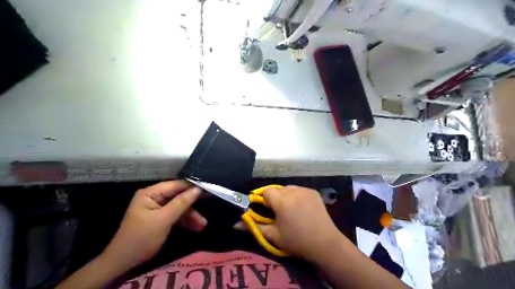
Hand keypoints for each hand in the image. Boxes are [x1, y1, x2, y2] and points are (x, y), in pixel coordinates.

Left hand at [100, 181, 205, 270]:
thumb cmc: (142, 238)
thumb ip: (181, 203)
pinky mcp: (160, 218)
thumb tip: (198, 189)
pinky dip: (185, 221)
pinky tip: (196, 227)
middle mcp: (154, 197)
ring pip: (179, 207)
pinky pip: (176, 215)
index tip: (208, 189)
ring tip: (202, 225)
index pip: (176, 185)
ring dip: (190, 216)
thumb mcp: (163, 219)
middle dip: (192, 206)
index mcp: (151, 193)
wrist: (123, 263)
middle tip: (207, 209)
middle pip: (179, 196)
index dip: (192, 187)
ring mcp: (157, 208)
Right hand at [239, 185, 343, 261]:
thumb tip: (235, 223)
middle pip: (277, 190)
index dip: (264, 200)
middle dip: (275, 199)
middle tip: (279, 214)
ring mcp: (304, 189)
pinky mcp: (313, 192)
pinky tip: (302, 209)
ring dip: (286, 197)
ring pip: (288, 189)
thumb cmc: (296, 240)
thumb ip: (253, 227)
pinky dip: (297, 197)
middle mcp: (292, 190)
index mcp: (281, 199)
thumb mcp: (273, 235)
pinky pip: (299, 191)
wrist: (325, 243)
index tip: (267, 211)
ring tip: (291, 211)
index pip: (266, 191)